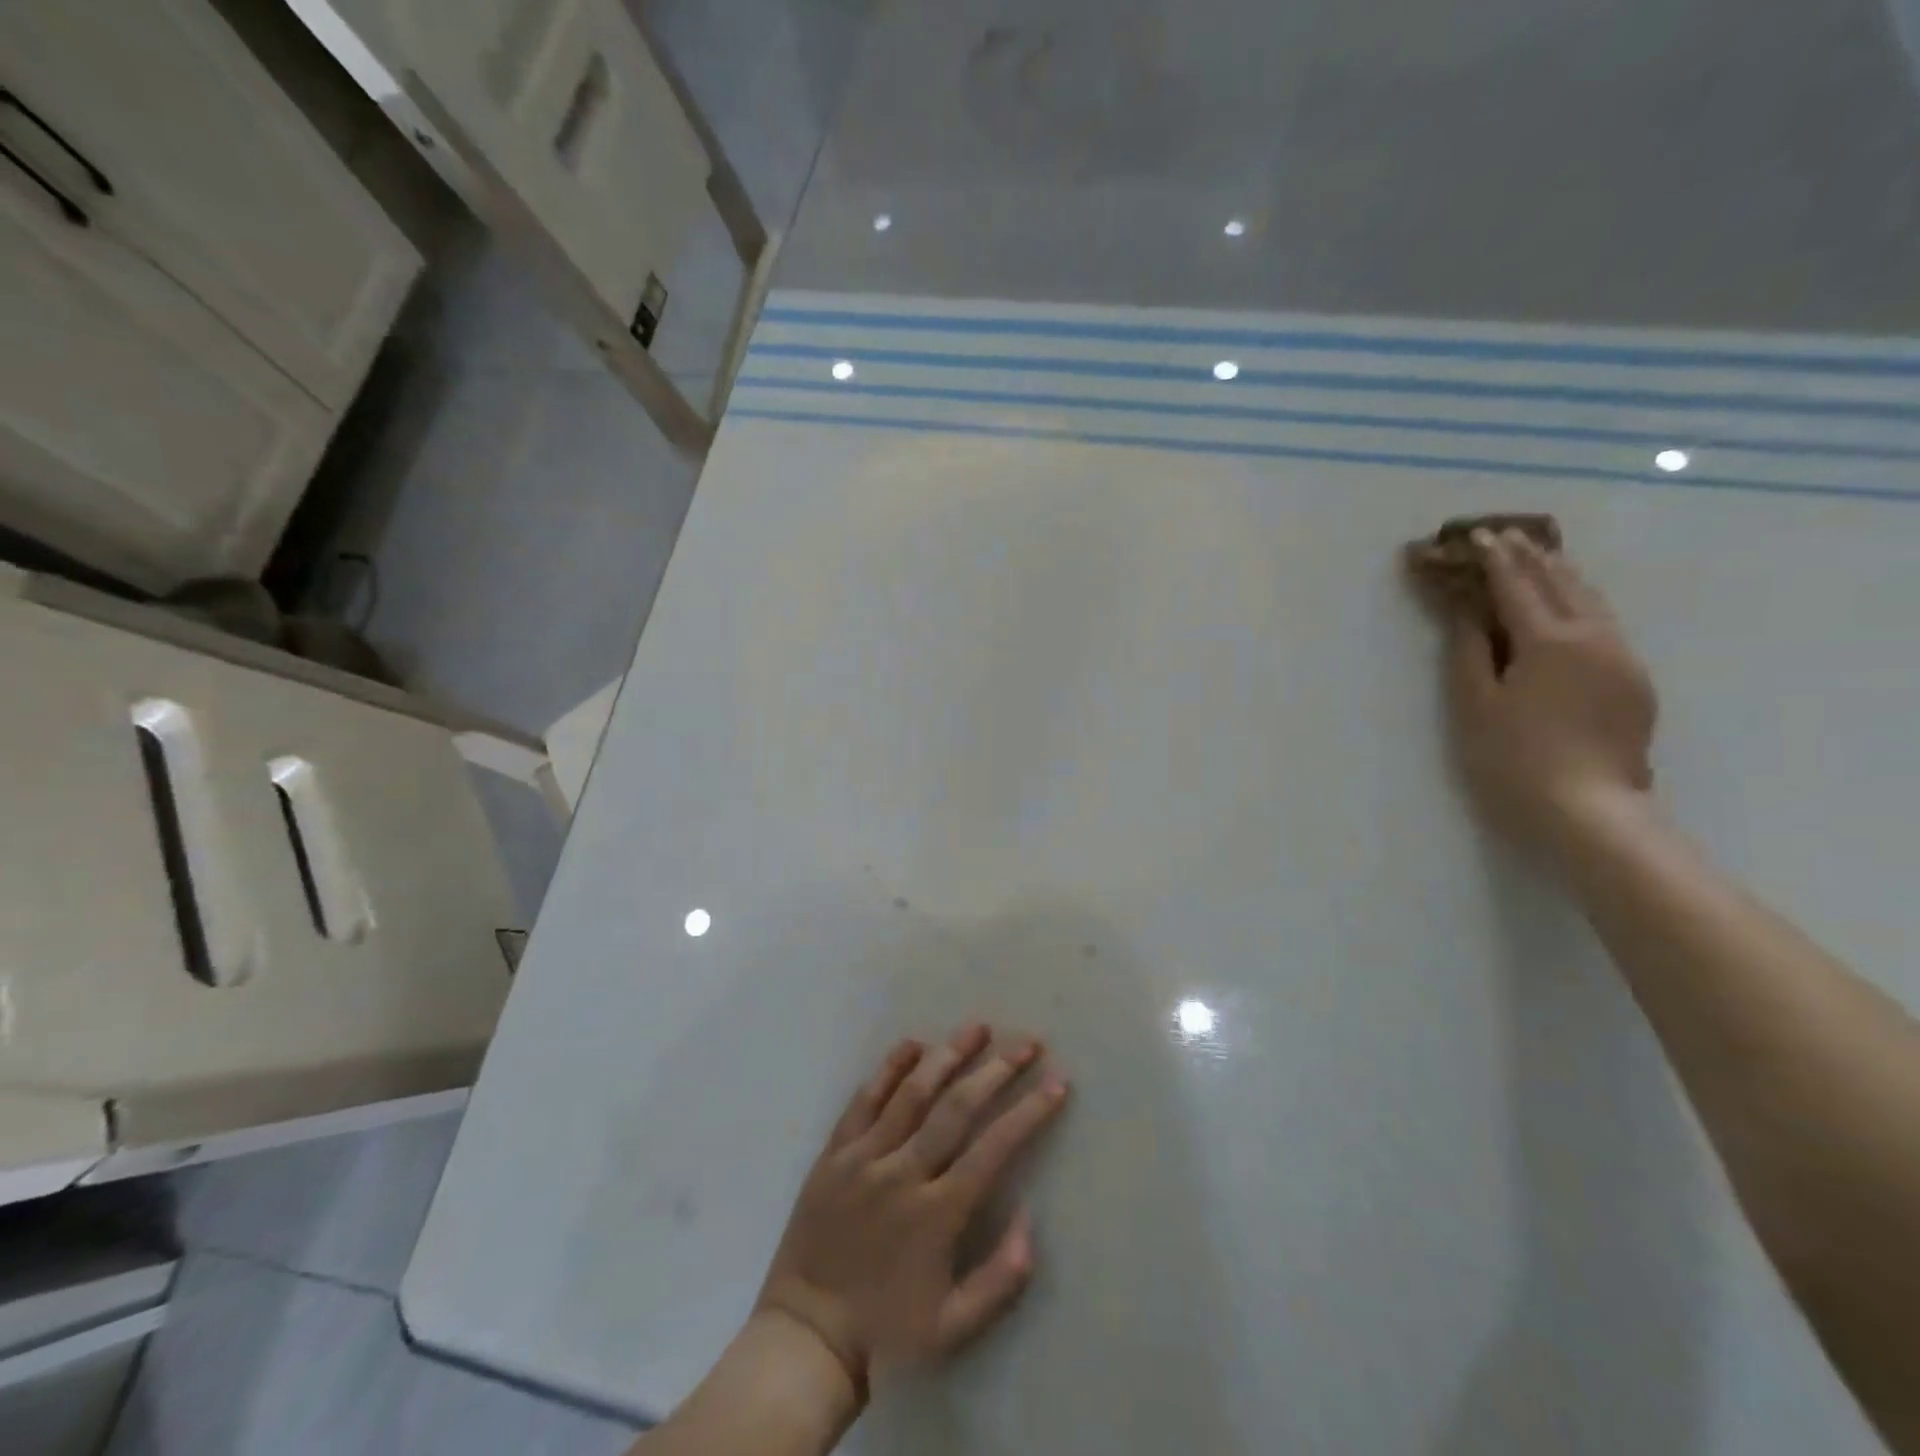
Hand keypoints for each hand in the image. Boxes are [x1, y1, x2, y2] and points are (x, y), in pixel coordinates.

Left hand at [755, 1023, 1069, 1400]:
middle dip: (996, 1071)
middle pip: (956, 1108)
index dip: (1029, 1112)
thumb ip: (1000, 1280)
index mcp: (936, 1214)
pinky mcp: (834, 1152)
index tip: (1056, 1082)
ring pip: (912, 1093)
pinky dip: (888, 1069)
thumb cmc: (885, 1333)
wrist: (805, 1337)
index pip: (993, 1148)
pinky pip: (863, 1100)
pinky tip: (911, 1044)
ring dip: (948, 1055)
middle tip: (1026, 1043)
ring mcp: (864, 1158)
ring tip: (977, 1027)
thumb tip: (1031, 1222)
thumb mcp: (953, 1329)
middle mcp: (902, 1174)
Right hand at [1440, 529, 1657, 853]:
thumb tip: (1467, 610)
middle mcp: (1595, 637)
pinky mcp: (1634, 682)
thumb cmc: (1513, 759)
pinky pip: (1604, 624)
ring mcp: (1622, 658)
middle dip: (1531, 556)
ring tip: (1538, 557)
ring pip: (1591, 600)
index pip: (1516, 586)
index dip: (1492, 559)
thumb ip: (1469, 651)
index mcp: (1549, 640)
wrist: (1588, 812)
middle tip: (1506, 535)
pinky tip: (1566, 606)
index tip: (1475, 535)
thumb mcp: (1475, 704)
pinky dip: (1578, 603)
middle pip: (1562, 583)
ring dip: (1560, 575)